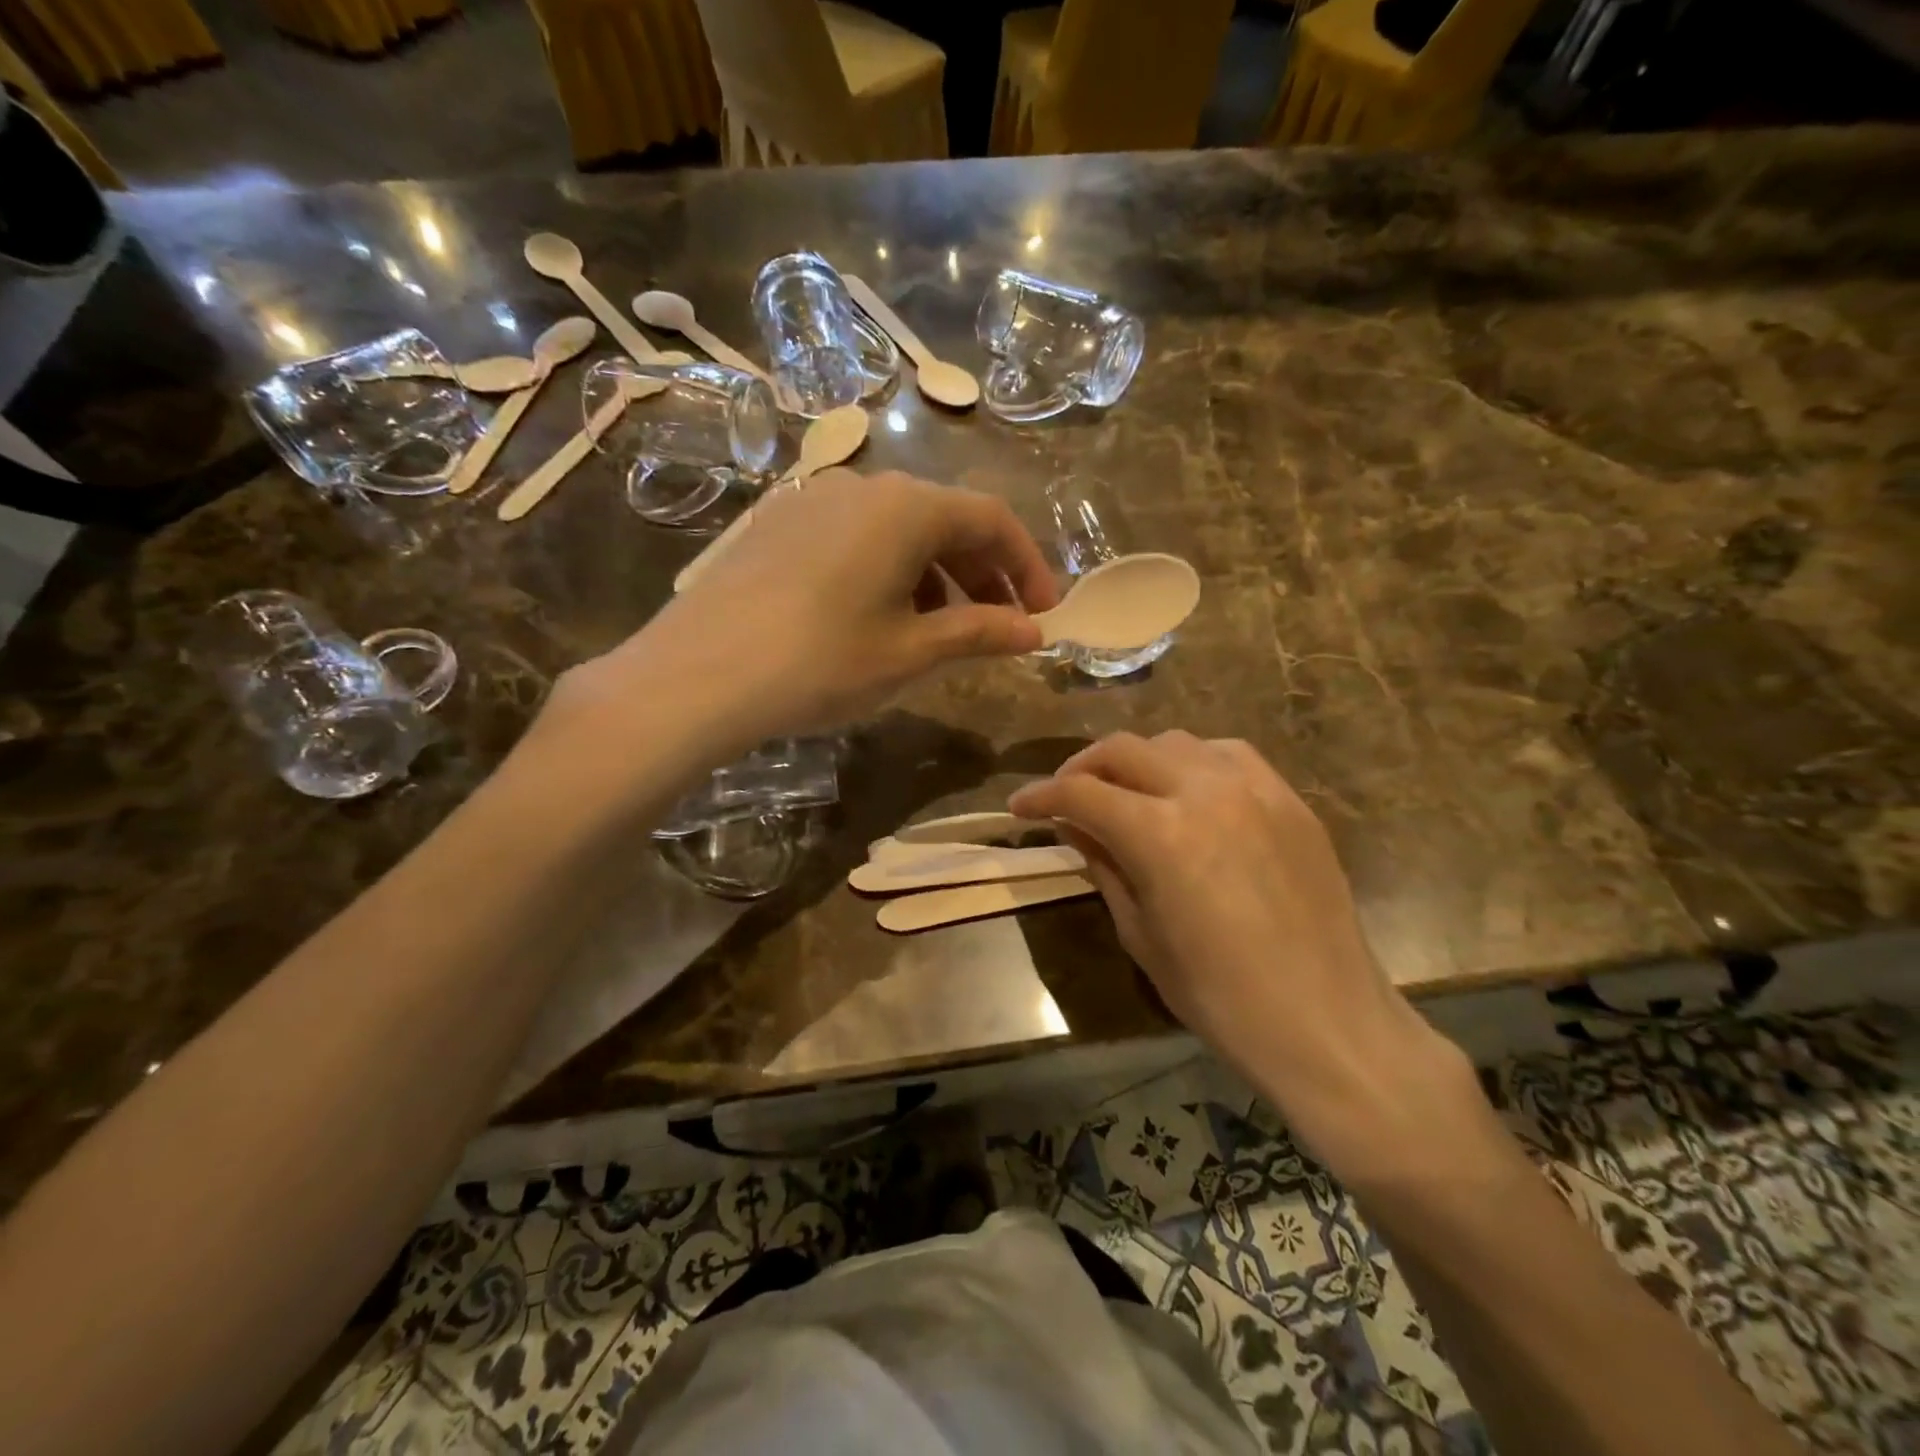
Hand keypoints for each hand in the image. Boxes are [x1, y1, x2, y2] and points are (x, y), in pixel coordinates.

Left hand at [550, 469, 1058, 767]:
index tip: (1045, 613)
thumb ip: (978, 633)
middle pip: (944, 520)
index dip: (1028, 565)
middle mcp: (862, 487)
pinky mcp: (778, 527)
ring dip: (936, 575)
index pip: (991, 519)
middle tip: (1001, 626)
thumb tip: (1033, 632)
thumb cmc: (820, 663)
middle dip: (984, 573)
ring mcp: (813, 502)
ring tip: (943, 630)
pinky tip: (881, 618)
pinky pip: (856, 539)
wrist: (696, 676)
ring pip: (898, 530)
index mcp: (905, 507)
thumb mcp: (910, 652)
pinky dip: (890, 572)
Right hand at [1008, 732, 1481, 1186]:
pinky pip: (1229, 754)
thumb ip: (1104, 867)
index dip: (1041, 796)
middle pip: (1124, 750)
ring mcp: (1254, 788)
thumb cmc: (1219, 996)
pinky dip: (1193, 762)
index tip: (1020, 807)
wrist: (1325, 1020)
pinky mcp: (1289, 799)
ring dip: (1138, 760)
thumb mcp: (1141, 935)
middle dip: (1082, 767)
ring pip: (1176, 742)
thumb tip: (1074, 828)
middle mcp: (1204, 792)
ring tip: (1126, 791)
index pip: (1081, 792)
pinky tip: (1188, 791)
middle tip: (1065, 794)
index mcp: (1160, 834)